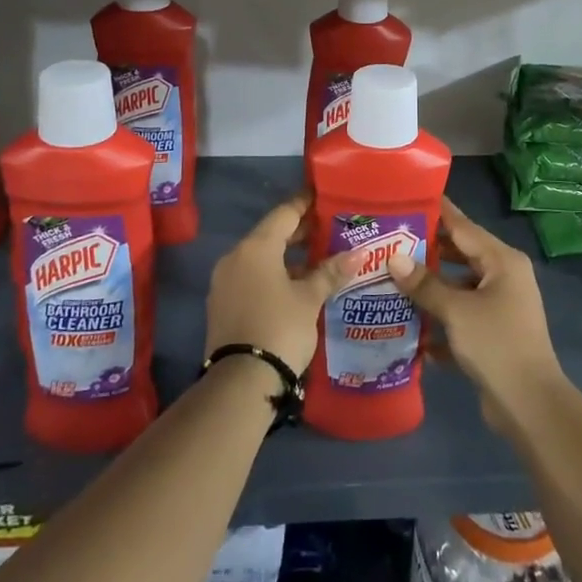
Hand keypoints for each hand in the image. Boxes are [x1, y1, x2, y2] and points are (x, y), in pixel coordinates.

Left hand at [204, 195, 351, 376]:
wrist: (240, 383)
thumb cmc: (280, 328)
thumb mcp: (310, 299)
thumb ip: (330, 272)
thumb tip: (358, 254)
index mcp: (256, 247)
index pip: (284, 213)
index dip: (305, 204)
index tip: (324, 198)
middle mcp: (235, 257)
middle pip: (270, 234)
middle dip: (299, 233)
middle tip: (329, 230)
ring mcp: (225, 282)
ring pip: (260, 258)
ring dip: (287, 257)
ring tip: (318, 260)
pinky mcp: (222, 304)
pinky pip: (251, 277)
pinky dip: (273, 275)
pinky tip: (296, 286)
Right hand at [386, 197, 563, 433]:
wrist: (530, 406)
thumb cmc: (496, 344)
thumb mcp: (456, 311)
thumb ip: (424, 284)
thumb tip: (394, 258)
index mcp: (502, 261)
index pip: (463, 226)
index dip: (436, 212)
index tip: (407, 198)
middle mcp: (503, 277)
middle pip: (460, 255)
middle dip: (426, 251)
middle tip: (389, 241)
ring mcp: (499, 306)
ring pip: (458, 287)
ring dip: (429, 287)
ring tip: (391, 278)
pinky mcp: (492, 333)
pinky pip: (460, 316)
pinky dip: (439, 319)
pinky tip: (407, 325)